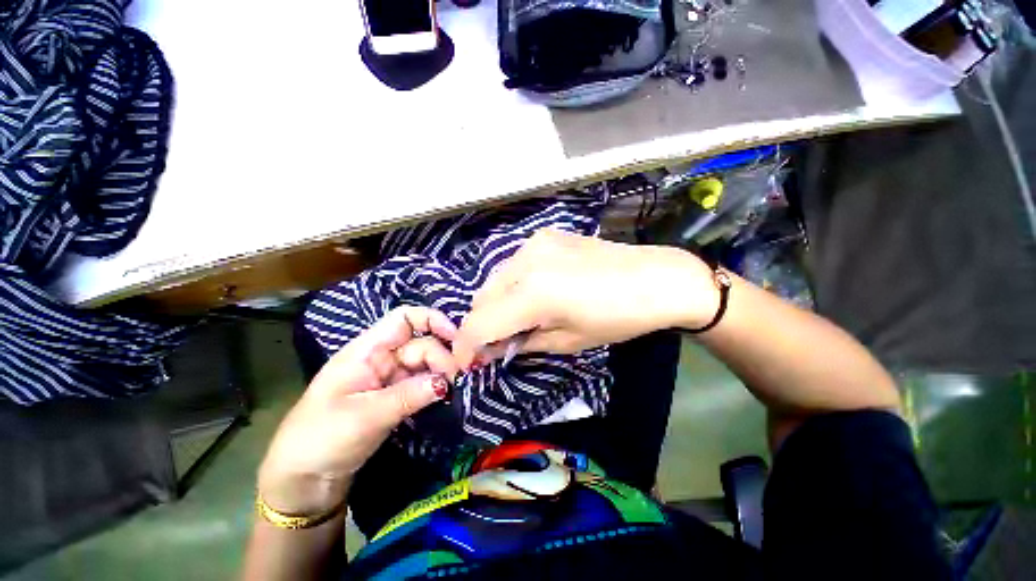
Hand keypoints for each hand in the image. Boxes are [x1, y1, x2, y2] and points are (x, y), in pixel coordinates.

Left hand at [258, 307, 460, 515]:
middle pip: (421, 344)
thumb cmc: (321, 439)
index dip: (433, 320)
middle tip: (457, 380)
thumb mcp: (365, 416)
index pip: (404, 318)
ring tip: (454, 390)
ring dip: (441, 373)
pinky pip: (421, 383)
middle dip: (441, 357)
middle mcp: (381, 358)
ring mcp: (389, 378)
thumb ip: (409, 395)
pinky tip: (446, 396)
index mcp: (366, 350)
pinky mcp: (395, 396)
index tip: (457, 338)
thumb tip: (446, 381)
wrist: (302, 480)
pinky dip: (435, 387)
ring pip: (424, 364)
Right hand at [452, 229, 718, 368]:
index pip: (479, 324)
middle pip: (481, 299)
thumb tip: (489, 349)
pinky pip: (512, 266)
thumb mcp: (566, 341)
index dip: (466, 348)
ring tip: (514, 320)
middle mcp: (526, 260)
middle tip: (494, 345)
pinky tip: (530, 295)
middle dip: (480, 326)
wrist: (656, 278)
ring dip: (494, 305)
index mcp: (533, 293)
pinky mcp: (544, 235)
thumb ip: (521, 342)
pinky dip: (511, 286)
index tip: (466, 364)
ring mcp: (534, 243)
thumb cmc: (617, 319)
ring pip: (493, 281)